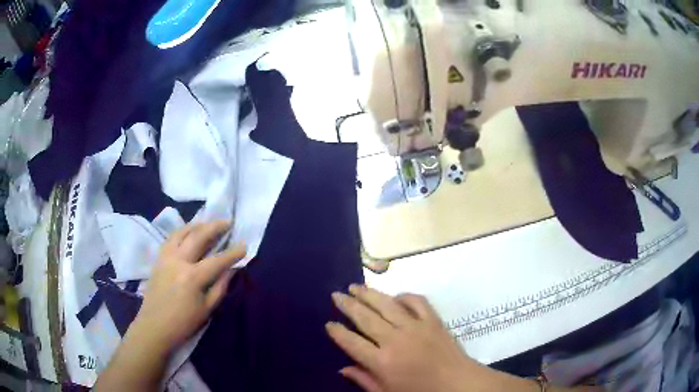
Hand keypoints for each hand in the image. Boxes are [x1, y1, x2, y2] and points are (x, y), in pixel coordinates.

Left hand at [127, 221, 244, 355]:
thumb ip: (220, 287)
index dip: (233, 253)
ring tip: (208, 223)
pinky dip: (182, 231)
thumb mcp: (207, 309)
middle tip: (228, 222)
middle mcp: (178, 261)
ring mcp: (166, 257)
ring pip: (181, 232)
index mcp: (192, 277)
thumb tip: (231, 270)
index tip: (244, 246)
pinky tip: (188, 232)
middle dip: (215, 227)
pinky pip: (170, 238)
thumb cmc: (183, 322)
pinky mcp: (158, 259)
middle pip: (198, 237)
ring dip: (197, 225)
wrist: (154, 326)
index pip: (217, 260)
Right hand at [326, 285, 479, 391]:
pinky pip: (416, 301)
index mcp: (382, 362)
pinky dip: (404, 296)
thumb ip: (364, 380)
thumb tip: (342, 369)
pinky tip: (395, 296)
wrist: (458, 384)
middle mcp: (395, 340)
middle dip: (348, 305)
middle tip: (336, 294)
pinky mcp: (433, 320)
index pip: (352, 343)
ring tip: (356, 286)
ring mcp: (416, 327)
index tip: (329, 323)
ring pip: (387, 305)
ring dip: (369, 294)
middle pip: (366, 318)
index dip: (338, 332)